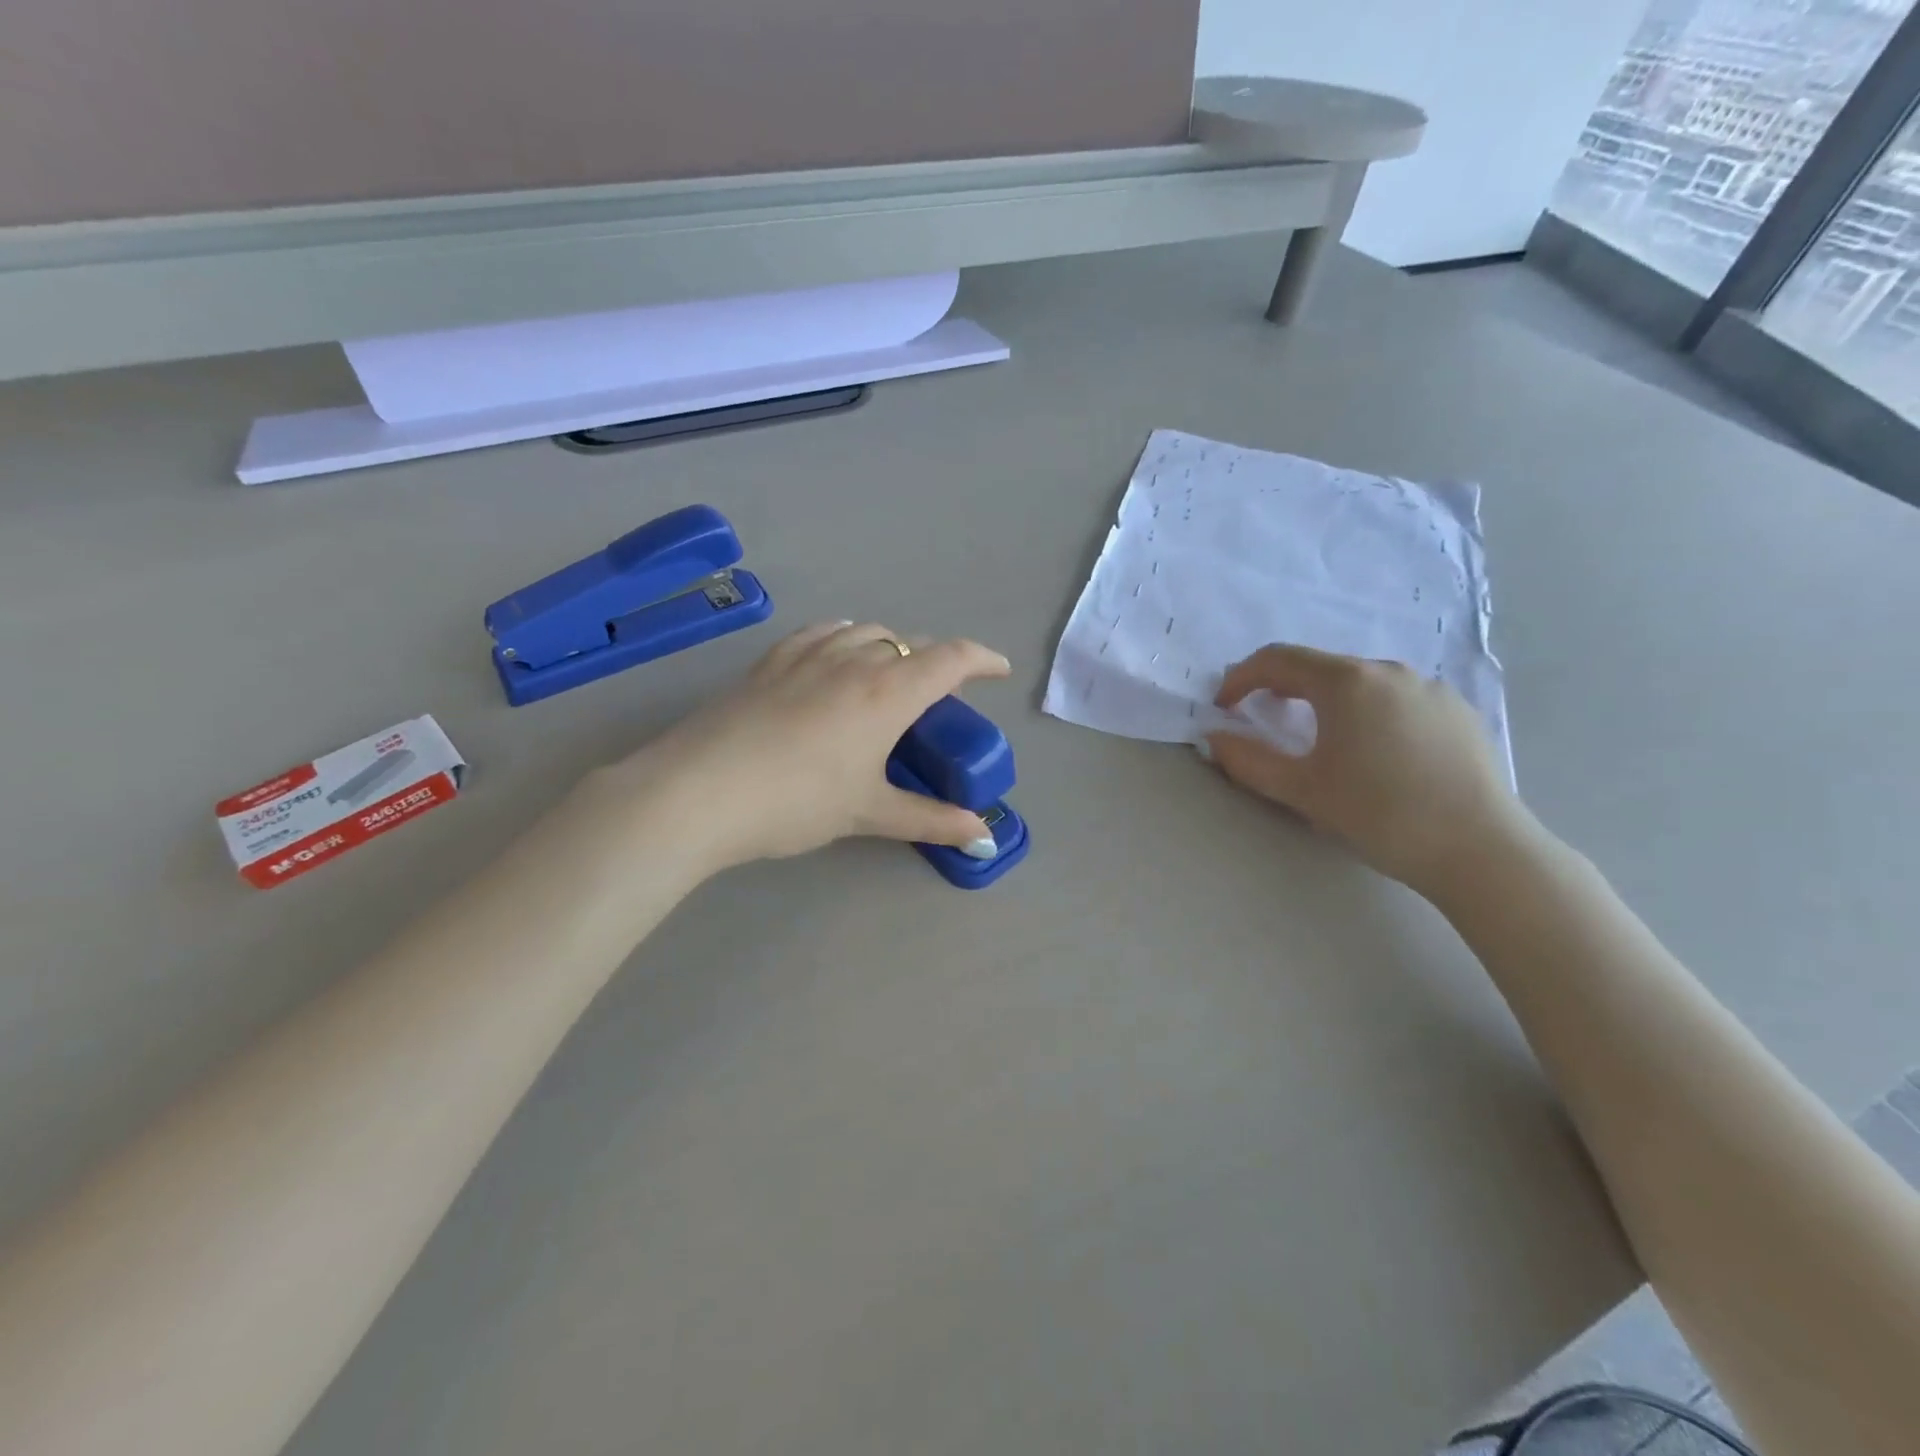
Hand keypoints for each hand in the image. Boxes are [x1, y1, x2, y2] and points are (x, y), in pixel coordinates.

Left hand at [592, 622, 1012, 875]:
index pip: (949, 659)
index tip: (999, 671)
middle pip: (907, 642)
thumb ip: (930, 820)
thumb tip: (983, 835)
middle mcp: (852, 661)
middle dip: (934, 660)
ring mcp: (805, 656)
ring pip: (863, 632)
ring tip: (889, 674)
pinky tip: (832, 658)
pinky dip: (842, 639)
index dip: (982, 660)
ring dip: (888, 646)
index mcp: (887, 692)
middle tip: (939, 693)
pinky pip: (819, 634)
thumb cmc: (797, 802)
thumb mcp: (869, 813)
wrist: (699, 792)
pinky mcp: (768, 663)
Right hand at [1200, 643, 1533, 899]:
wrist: (1480, 850)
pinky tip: (1374, 753)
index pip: (1278, 659)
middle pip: (1320, 667)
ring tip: (1320, 739)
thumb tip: (1214, 737)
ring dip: (1326, 701)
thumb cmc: (1380, 815)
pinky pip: (1397, 699)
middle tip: (1263, 720)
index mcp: (1347, 682)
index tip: (1224, 707)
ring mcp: (1430, 688)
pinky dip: (1368, 713)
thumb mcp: (1301, 791)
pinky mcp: (1458, 711)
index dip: (1241, 678)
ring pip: (1361, 683)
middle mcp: (1389, 671)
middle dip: (1282, 689)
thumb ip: (1248, 760)